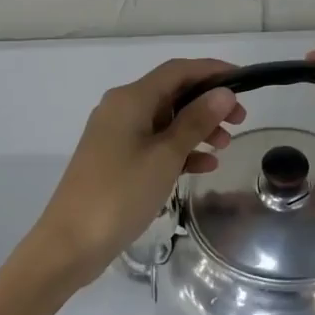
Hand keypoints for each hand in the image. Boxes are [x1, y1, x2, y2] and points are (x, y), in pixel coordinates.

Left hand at [22, 58, 245, 293]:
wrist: (70, 243)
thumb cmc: (120, 194)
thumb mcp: (165, 156)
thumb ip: (196, 122)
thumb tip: (224, 93)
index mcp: (130, 99)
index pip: (178, 70)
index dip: (212, 71)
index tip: (245, 81)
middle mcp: (121, 108)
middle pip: (172, 93)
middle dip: (208, 103)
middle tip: (240, 120)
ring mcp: (116, 134)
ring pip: (165, 120)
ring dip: (197, 128)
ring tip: (225, 146)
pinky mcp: (115, 159)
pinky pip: (154, 143)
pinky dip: (179, 150)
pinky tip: (204, 166)